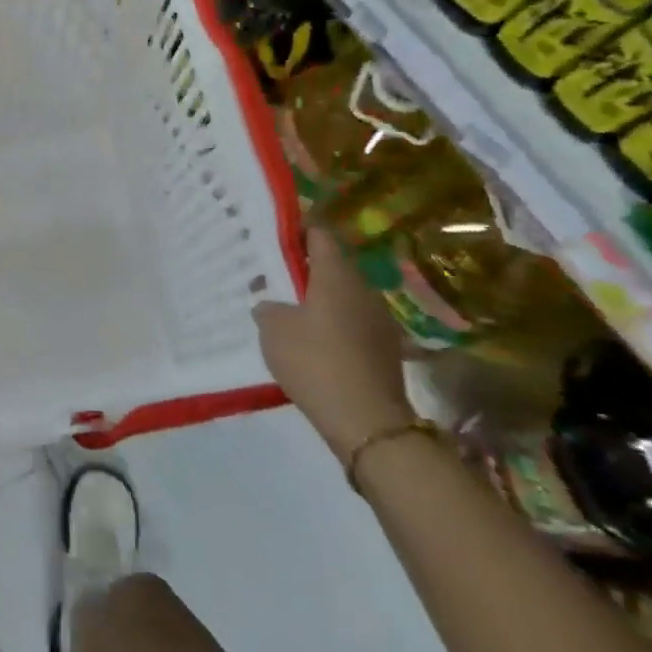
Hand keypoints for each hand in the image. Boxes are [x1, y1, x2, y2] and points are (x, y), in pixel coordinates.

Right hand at [254, 228, 413, 460]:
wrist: (366, 420)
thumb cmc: (314, 361)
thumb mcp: (273, 330)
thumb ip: (267, 308)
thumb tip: (270, 303)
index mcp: (336, 276)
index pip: (320, 236)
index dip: (298, 230)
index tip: (274, 234)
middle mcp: (363, 290)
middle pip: (333, 266)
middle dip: (305, 267)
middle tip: (274, 273)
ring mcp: (378, 320)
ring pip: (343, 296)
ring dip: (319, 298)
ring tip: (289, 308)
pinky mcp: (383, 348)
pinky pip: (351, 323)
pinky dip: (332, 324)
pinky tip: (311, 340)